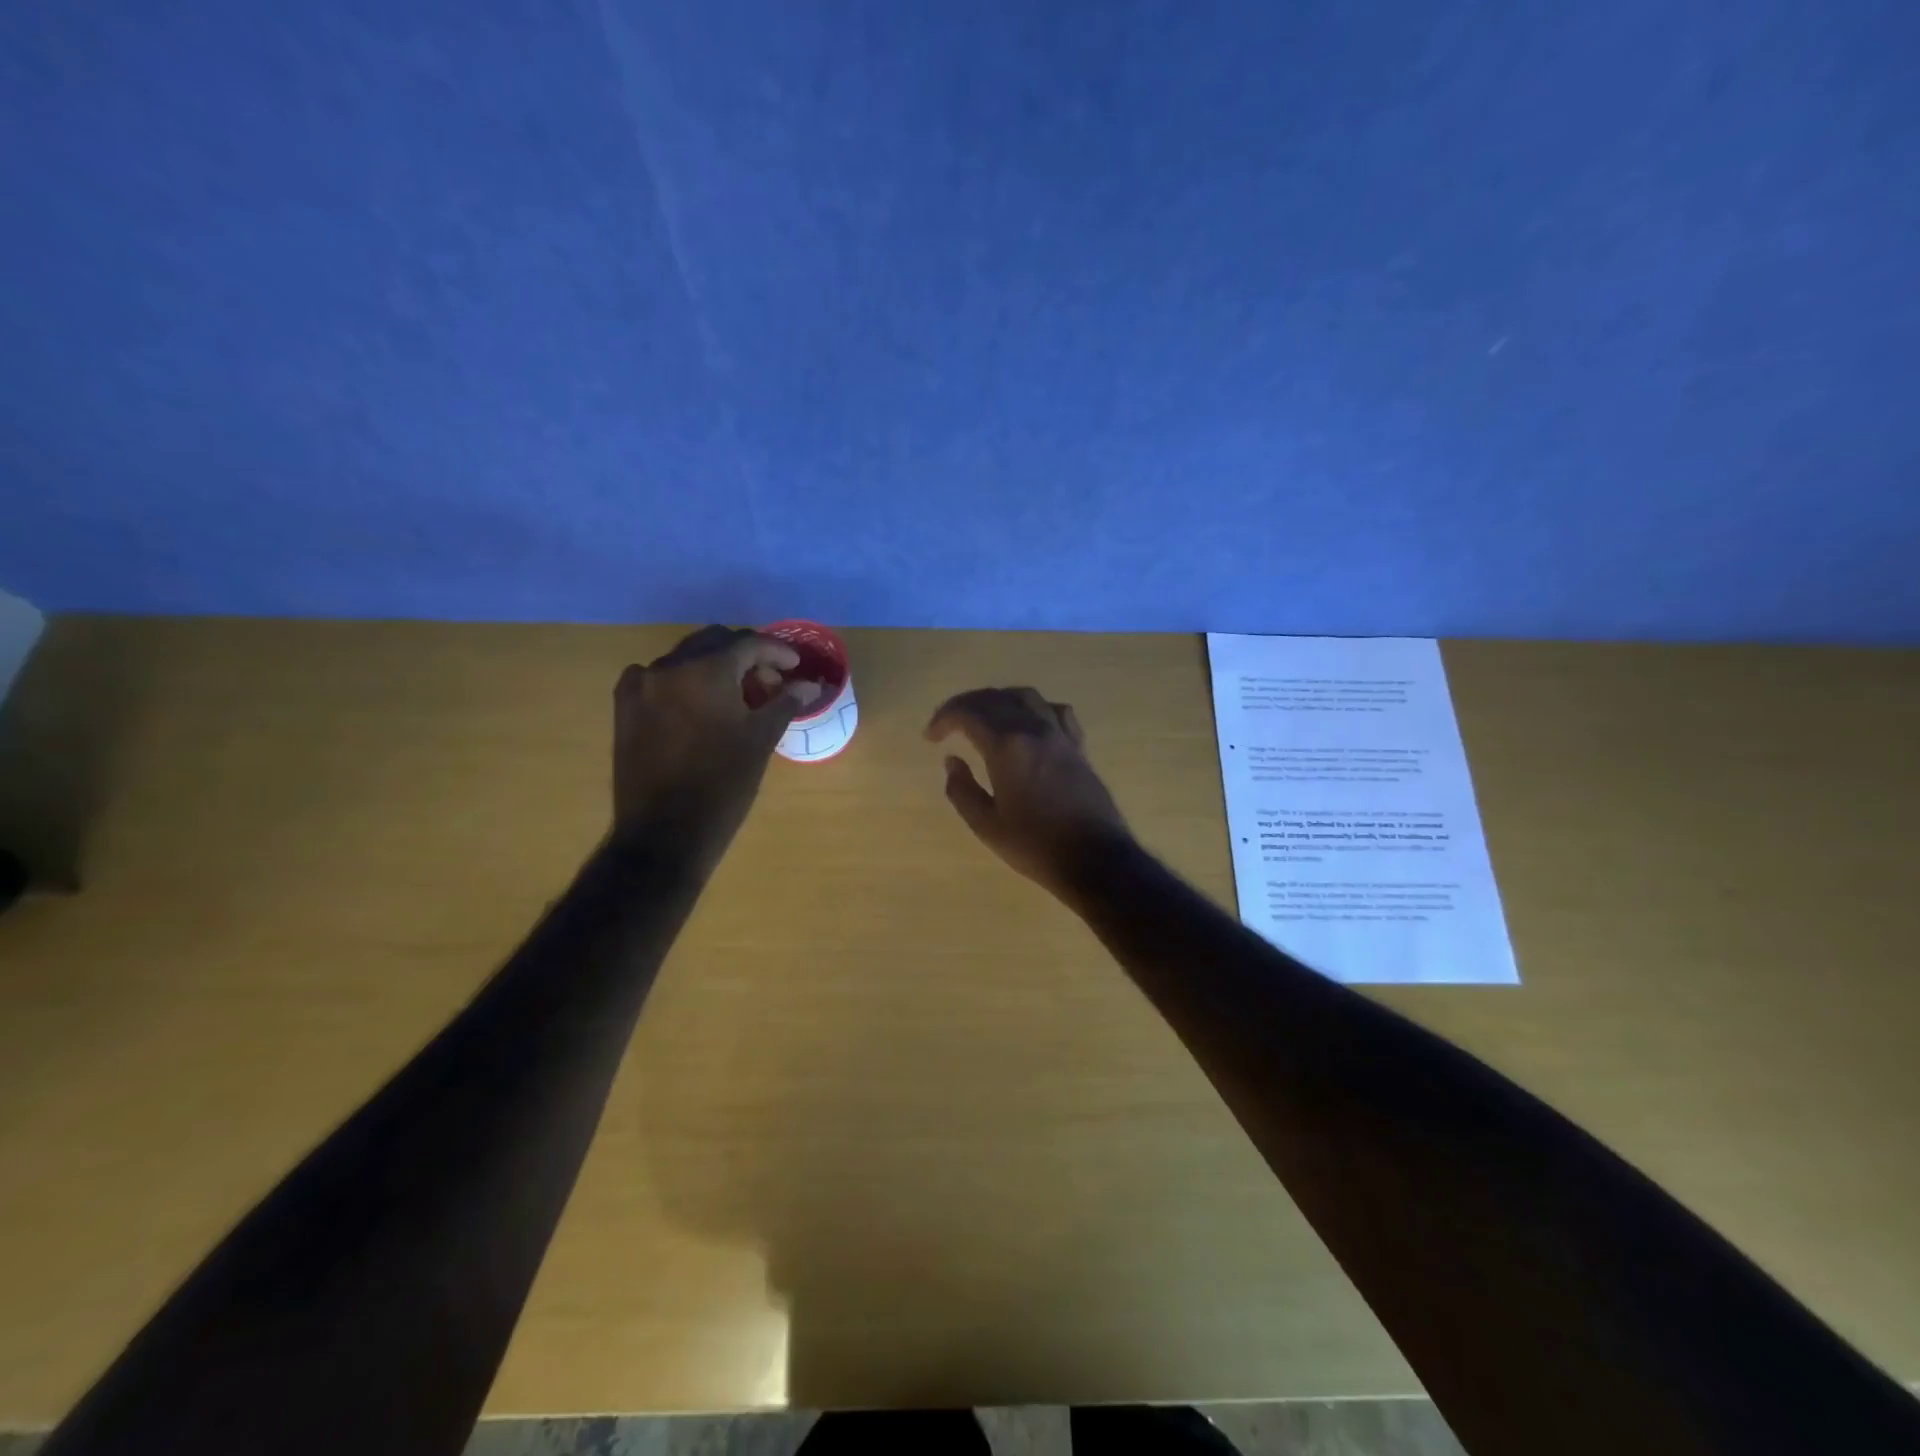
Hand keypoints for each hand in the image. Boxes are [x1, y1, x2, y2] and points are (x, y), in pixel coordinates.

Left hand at [612, 626, 819, 864]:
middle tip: (769, 682)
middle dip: (746, 656)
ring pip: (686, 659)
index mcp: (706, 671)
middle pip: (715, 643)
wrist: (665, 833)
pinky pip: (658, 677)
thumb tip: (808, 685)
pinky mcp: (625, 707)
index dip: (777, 651)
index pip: (748, 642)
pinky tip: (696, 705)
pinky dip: (683, 681)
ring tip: (737, 697)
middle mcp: (669, 667)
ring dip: (715, 667)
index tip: (795, 666)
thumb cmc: (723, 785)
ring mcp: (641, 686)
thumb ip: (785, 703)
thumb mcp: (761, 740)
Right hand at [925, 687, 1132, 900]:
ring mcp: (1060, 735)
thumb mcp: (987, 825)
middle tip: (948, 724)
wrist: (1095, 859)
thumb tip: (953, 761)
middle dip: (966, 705)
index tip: (931, 737)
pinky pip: (1054, 710)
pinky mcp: (1078, 746)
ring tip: (984, 717)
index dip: (944, 718)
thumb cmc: (1035, 846)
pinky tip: (1027, 723)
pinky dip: (1033, 708)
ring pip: (1026, 696)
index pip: (968, 713)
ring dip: (998, 699)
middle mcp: (1034, 729)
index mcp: (1007, 746)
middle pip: (995, 698)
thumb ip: (962, 790)